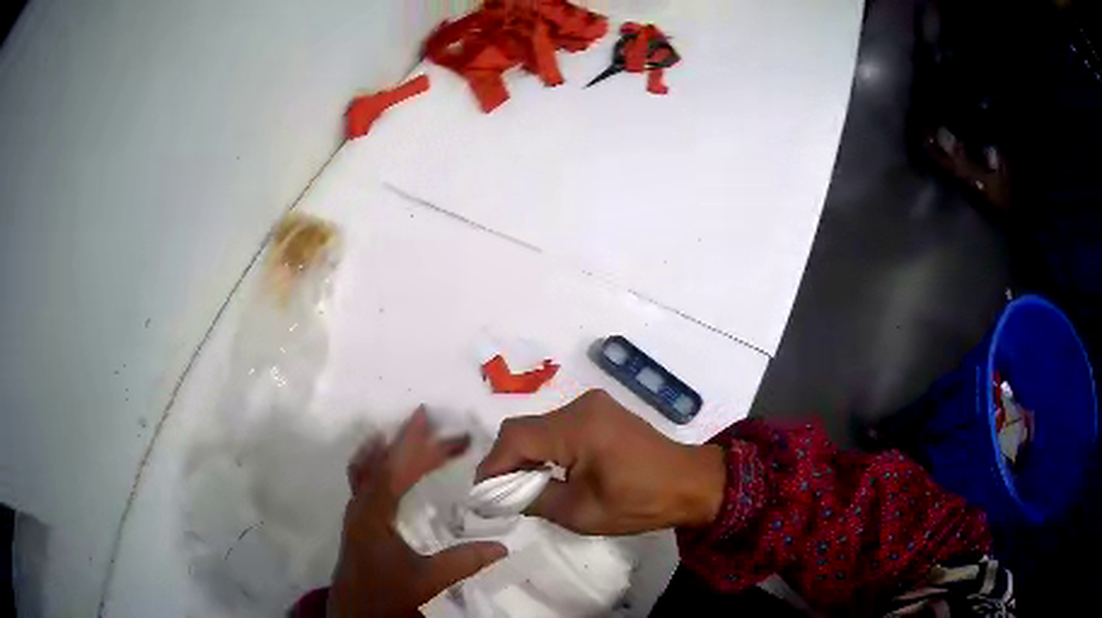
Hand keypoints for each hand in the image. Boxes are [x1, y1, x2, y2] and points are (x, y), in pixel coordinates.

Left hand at [329, 408, 507, 617]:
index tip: (444, 428)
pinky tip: (385, 461)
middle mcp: (361, 505)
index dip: (421, 448)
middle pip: (382, 462)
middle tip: (434, 420)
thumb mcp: (427, 581)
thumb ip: (463, 562)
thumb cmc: (386, 595)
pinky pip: (364, 478)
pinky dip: (377, 461)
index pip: (397, 471)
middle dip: (409, 441)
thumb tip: (502, 546)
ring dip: (390, 447)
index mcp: (375, 515)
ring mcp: (356, 511)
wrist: (354, 613)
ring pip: (368, 467)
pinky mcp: (358, 519)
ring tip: (410, 431)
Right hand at [476, 389, 725, 535]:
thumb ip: (534, 499)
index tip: (483, 494)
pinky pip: (559, 427)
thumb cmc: (640, 503)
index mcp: (577, 427)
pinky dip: (547, 449)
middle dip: (508, 461)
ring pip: (540, 427)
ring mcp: (593, 405)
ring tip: (526, 488)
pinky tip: (551, 473)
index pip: (515, 438)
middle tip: (503, 495)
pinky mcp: (601, 412)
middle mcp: (581, 406)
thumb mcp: (581, 512)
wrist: (691, 484)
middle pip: (524, 429)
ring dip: (527, 455)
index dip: (493, 465)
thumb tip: (501, 494)